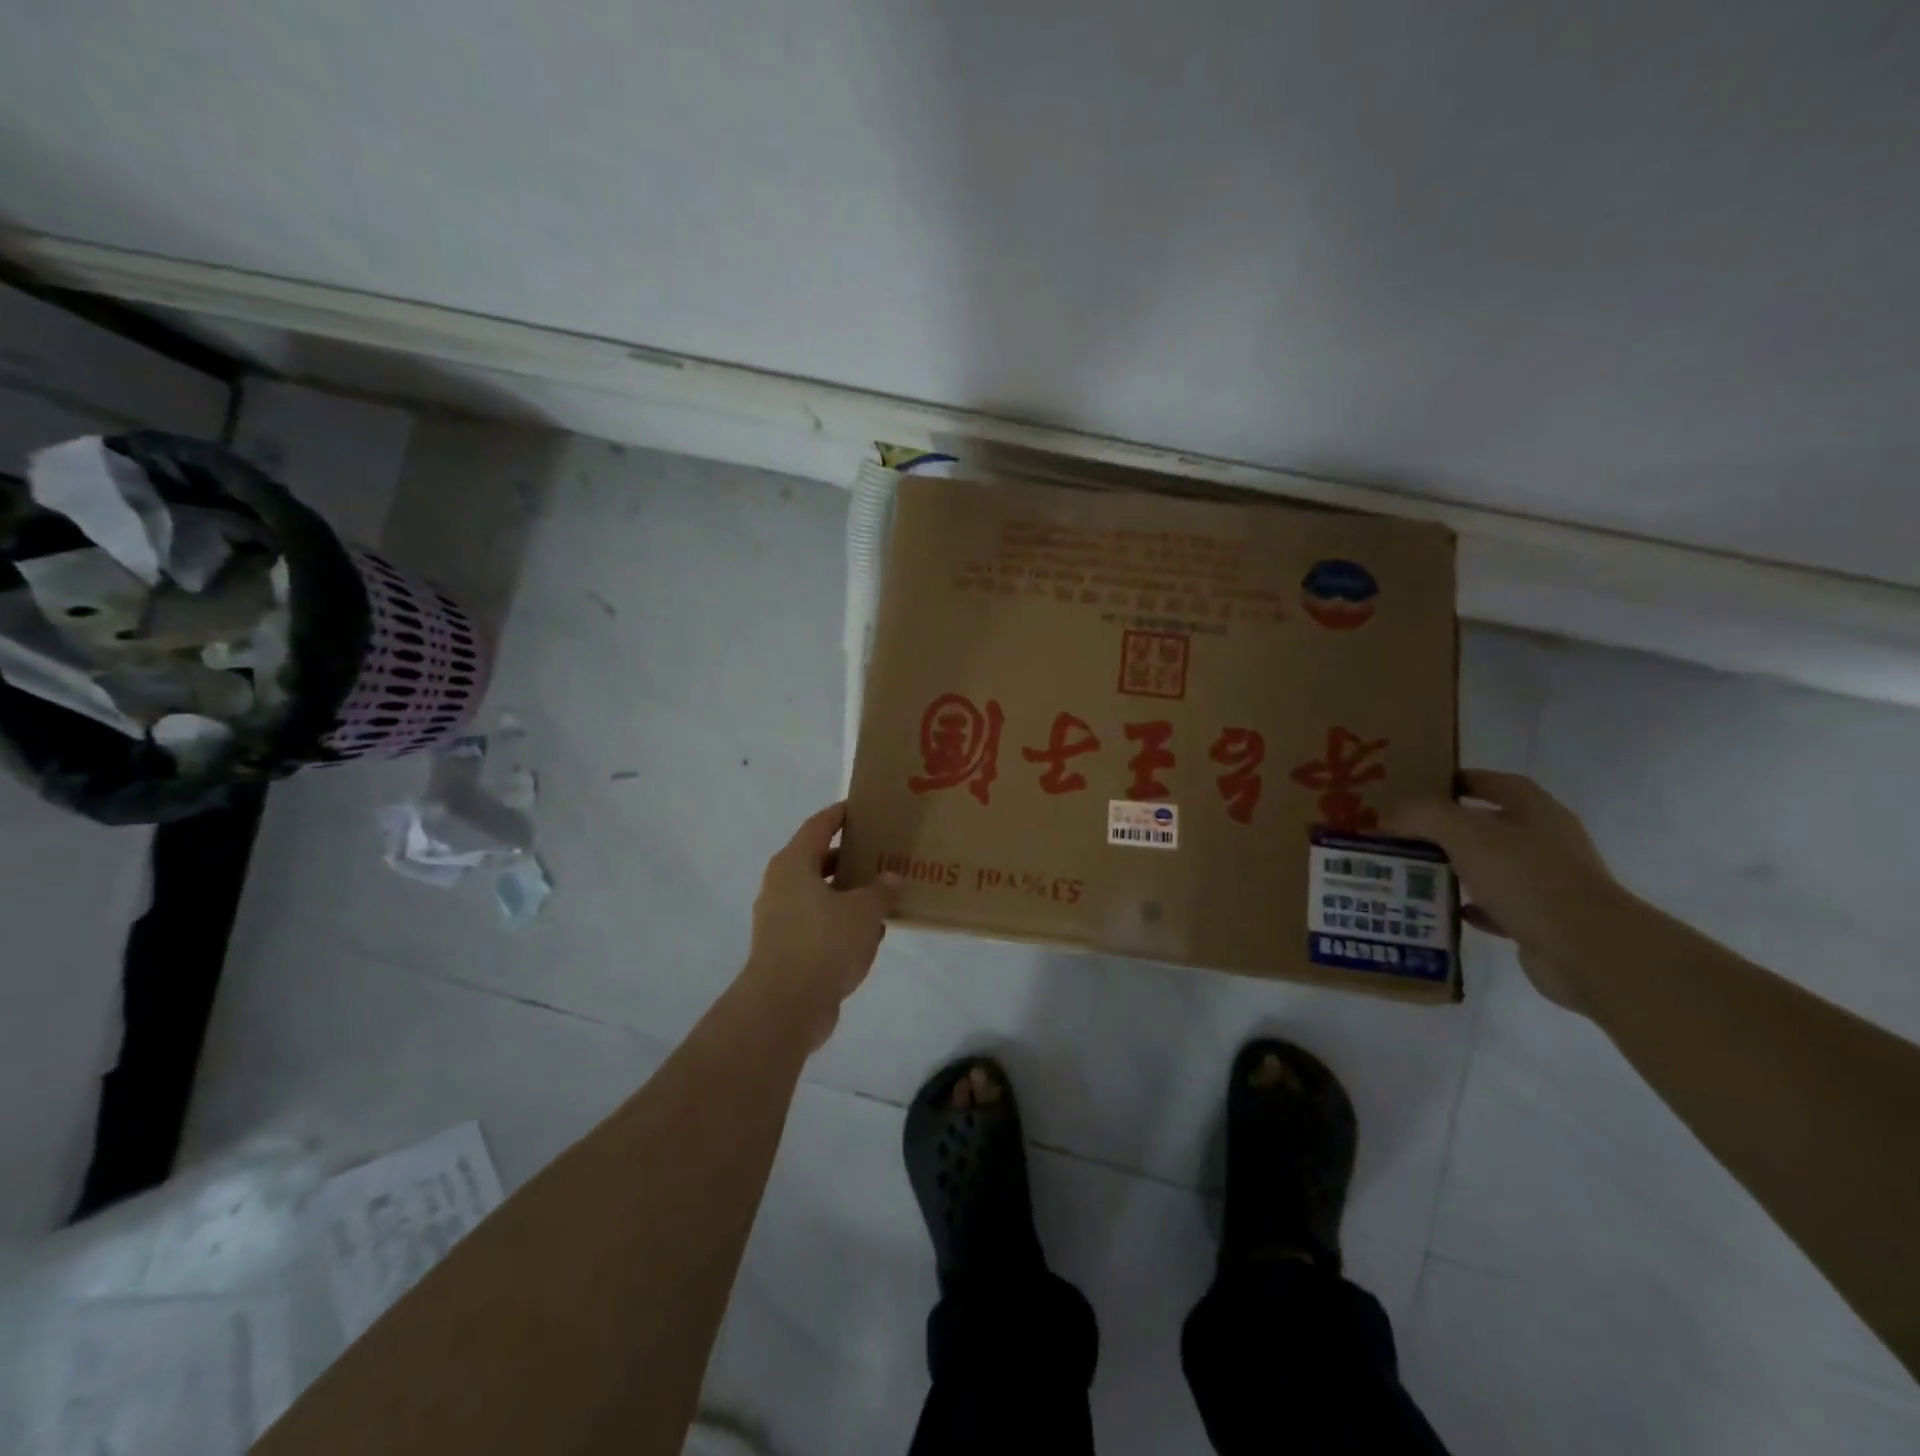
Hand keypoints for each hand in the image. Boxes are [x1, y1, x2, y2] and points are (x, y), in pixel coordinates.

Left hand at [743, 803, 902, 1045]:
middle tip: (881, 852)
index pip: (819, 826)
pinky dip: (842, 923)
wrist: (785, 1007)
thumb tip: (890, 877)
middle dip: (849, 857)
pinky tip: (871, 932)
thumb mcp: (863, 911)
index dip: (840, 815)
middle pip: (818, 860)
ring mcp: (780, 920)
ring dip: (848, 894)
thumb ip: (881, 890)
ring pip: (820, 895)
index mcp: (793, 865)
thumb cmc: (823, 944)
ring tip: (883, 892)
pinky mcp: (786, 950)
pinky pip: (819, 925)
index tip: (862, 809)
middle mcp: (781, 886)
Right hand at [1389, 770, 1634, 1011]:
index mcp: (1535, 811)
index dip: (1457, 782)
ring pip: (1489, 866)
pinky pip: (1495, 906)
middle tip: (1402, 834)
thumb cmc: (1526, 878)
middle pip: (1488, 825)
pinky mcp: (1542, 919)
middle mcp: (1545, 841)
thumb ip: (1423, 815)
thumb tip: (1391, 815)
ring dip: (1454, 868)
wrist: (1586, 950)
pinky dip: (1469, 906)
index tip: (1418, 791)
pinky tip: (1443, 909)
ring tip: (1412, 872)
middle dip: (1445, 829)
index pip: (1493, 783)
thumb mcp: (1464, 833)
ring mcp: (1547, 882)